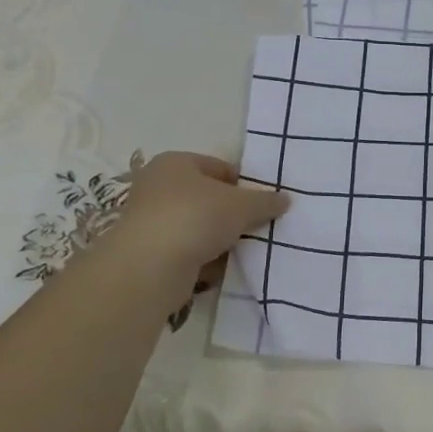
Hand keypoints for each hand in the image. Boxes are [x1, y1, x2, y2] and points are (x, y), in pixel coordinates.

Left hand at [100, 151, 288, 281]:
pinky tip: (219, 268)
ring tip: (239, 249)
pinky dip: (202, 258)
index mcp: (175, 163)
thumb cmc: (196, 217)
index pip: (219, 167)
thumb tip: (285, 199)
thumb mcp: (242, 206)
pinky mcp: (147, 252)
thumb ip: (266, 202)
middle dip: (230, 213)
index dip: (242, 184)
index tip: (260, 204)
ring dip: (217, 238)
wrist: (149, 266)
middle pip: (206, 197)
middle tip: (253, 227)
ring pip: (196, 226)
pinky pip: (185, 251)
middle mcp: (157, 186)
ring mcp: (149, 220)